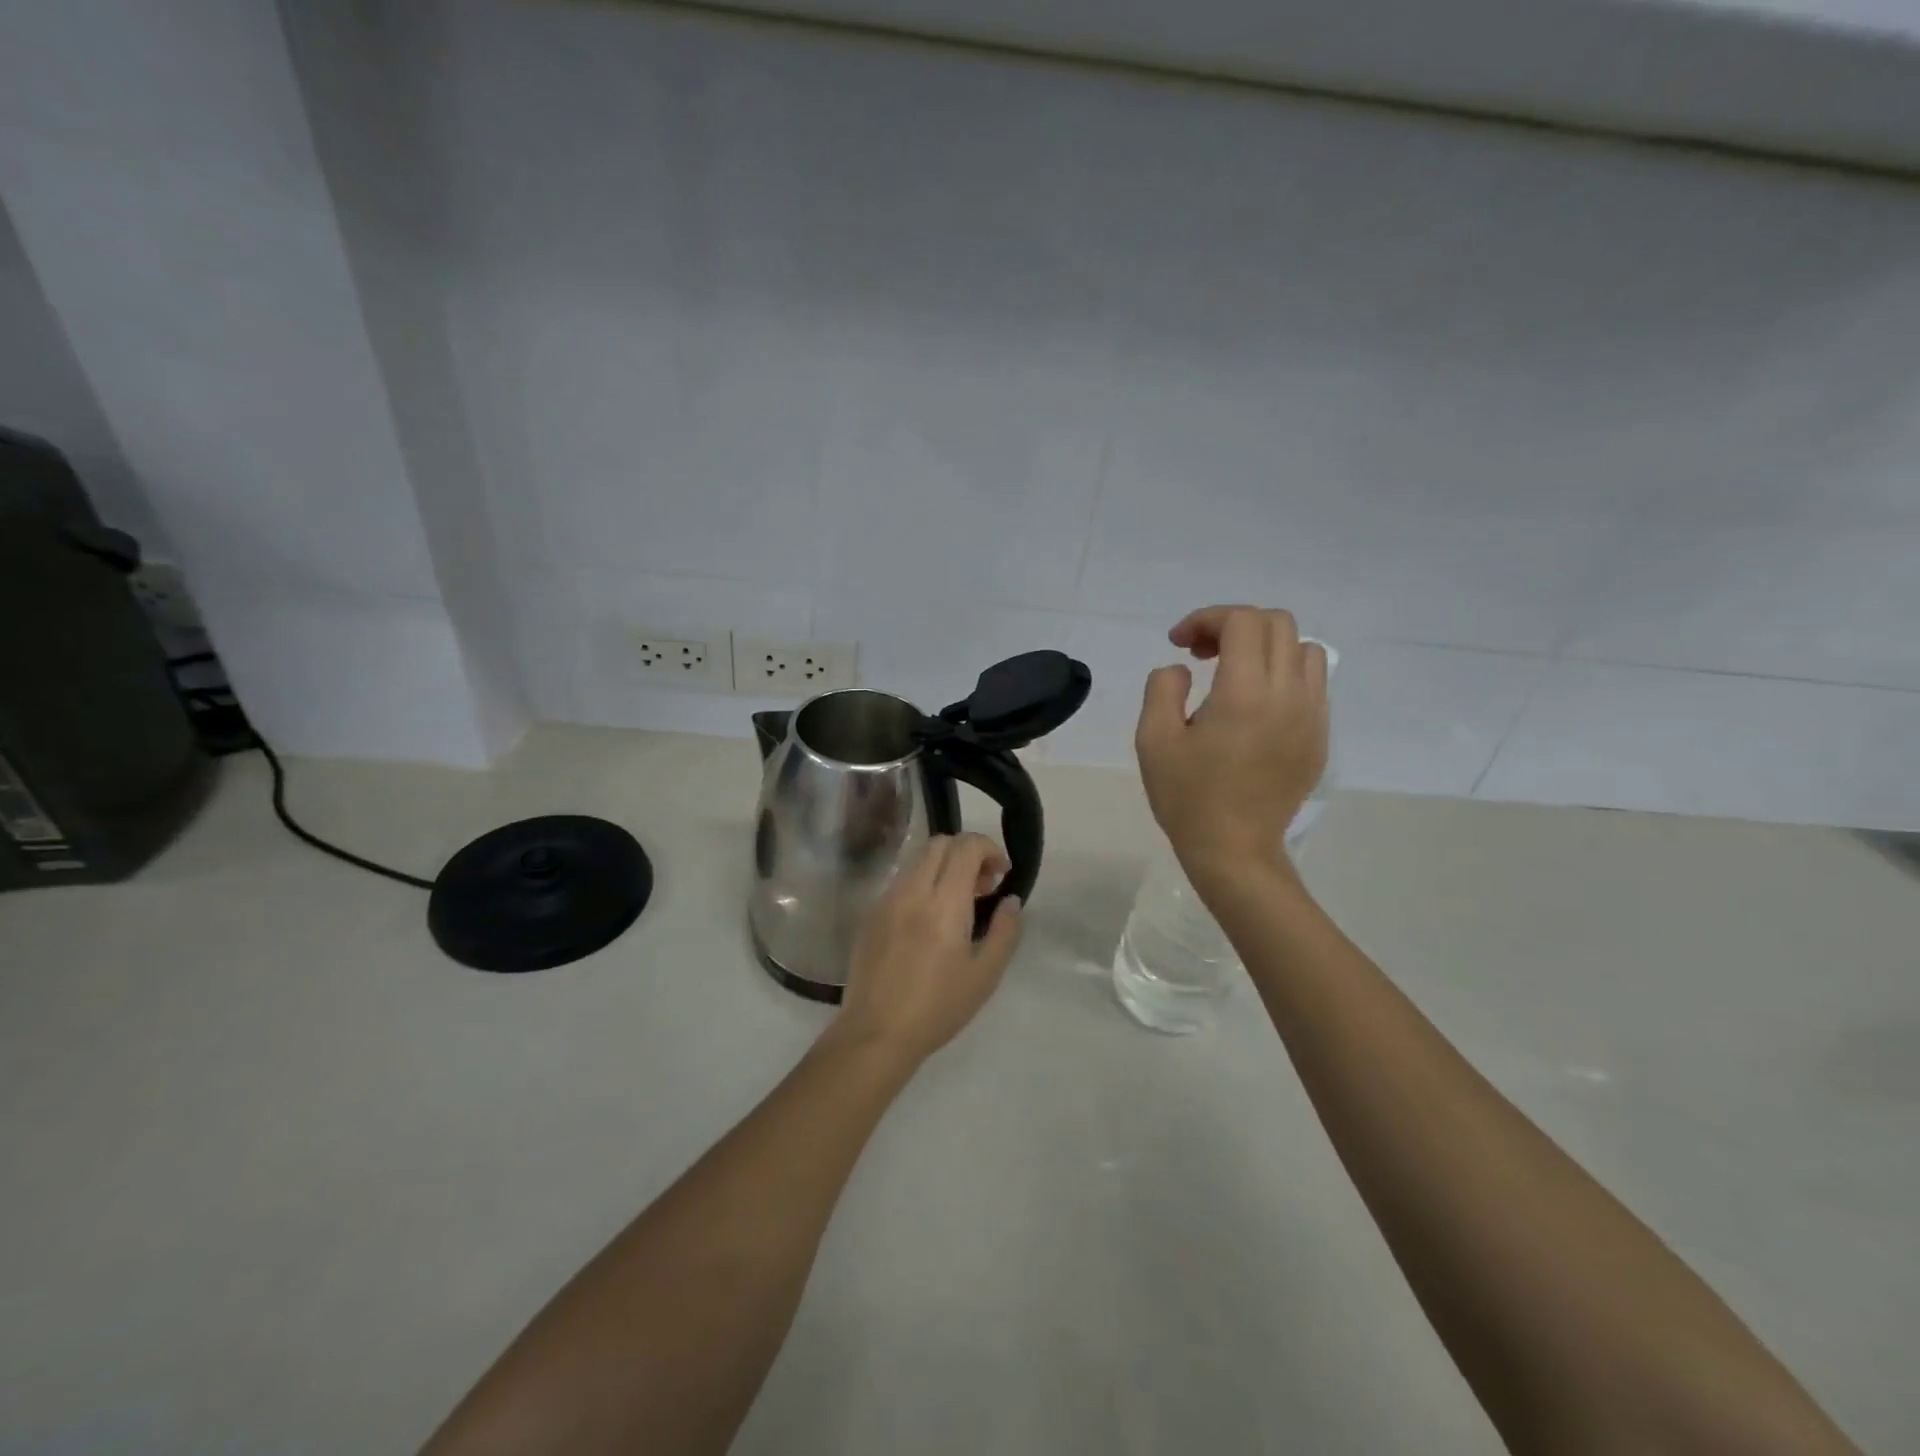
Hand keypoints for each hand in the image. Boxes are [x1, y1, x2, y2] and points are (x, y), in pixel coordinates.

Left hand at [832, 834, 1023, 1067]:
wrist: (876, 1033)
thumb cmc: (938, 1007)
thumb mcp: (985, 974)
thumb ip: (1006, 931)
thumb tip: (1011, 900)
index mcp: (944, 902)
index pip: (965, 846)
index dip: (988, 849)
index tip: (1001, 874)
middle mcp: (912, 890)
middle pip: (940, 843)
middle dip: (967, 853)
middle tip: (982, 887)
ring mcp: (886, 899)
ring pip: (918, 859)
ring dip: (944, 867)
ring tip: (958, 904)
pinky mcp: (871, 913)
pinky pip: (901, 881)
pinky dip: (922, 883)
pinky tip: (929, 920)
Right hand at [1134, 605, 1329, 887]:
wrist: (1234, 850)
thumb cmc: (1188, 797)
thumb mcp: (1153, 739)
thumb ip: (1162, 687)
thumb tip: (1183, 669)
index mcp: (1245, 693)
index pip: (1242, 621)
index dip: (1206, 618)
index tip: (1178, 644)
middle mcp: (1289, 695)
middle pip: (1277, 624)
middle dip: (1234, 625)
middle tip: (1202, 654)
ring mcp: (1312, 716)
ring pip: (1304, 649)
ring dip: (1265, 647)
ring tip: (1233, 674)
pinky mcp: (1320, 736)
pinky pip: (1313, 683)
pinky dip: (1284, 674)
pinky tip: (1255, 703)